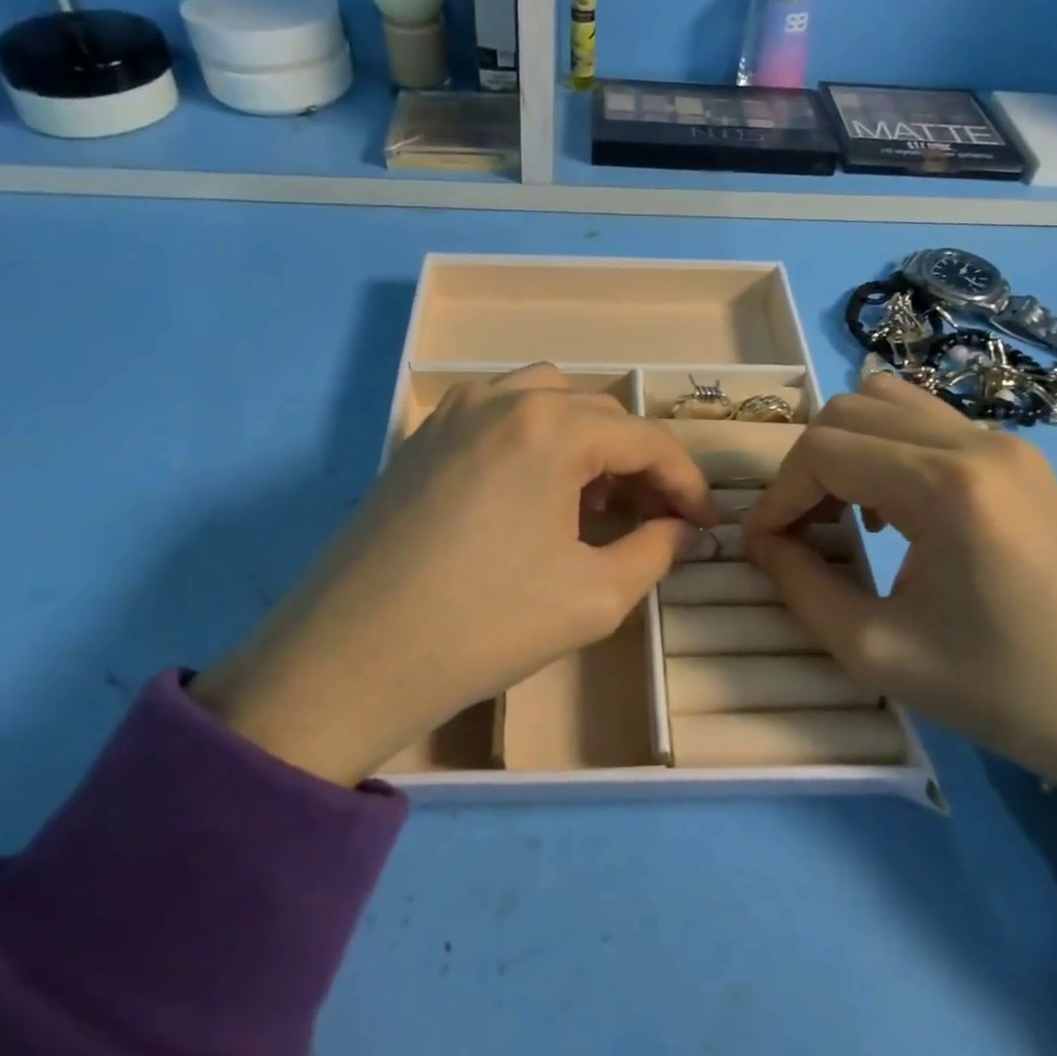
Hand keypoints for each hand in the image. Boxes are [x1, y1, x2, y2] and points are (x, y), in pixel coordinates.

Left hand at [193, 364, 716, 784]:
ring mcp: (453, 413)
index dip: (686, 481)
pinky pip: (498, 419)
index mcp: (550, 425)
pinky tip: (533, 499)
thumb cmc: (485, 625)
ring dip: (585, 444)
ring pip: (546, 403)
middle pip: (598, 414)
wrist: (351, 657)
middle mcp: (502, 398)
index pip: (644, 439)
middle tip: (655, 519)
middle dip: (638, 463)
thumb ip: (656, 552)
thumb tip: (686, 533)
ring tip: (592, 503)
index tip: (705, 523)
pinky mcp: (421, 439)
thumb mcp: (594, 596)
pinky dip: (535, 444)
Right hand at [743, 373, 1056, 823]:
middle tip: (797, 530)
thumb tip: (760, 541)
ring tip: (838, 513)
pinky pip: (923, 422)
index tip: (761, 544)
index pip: (824, 451)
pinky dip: (881, 449)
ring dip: (842, 449)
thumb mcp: (877, 651)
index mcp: (948, 486)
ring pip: (885, 403)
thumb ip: (800, 586)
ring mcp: (1003, 442)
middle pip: (848, 412)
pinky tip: (887, 509)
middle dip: (805, 468)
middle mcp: (977, 443)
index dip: (777, 495)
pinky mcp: (1016, 457)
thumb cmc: (1002, 692)